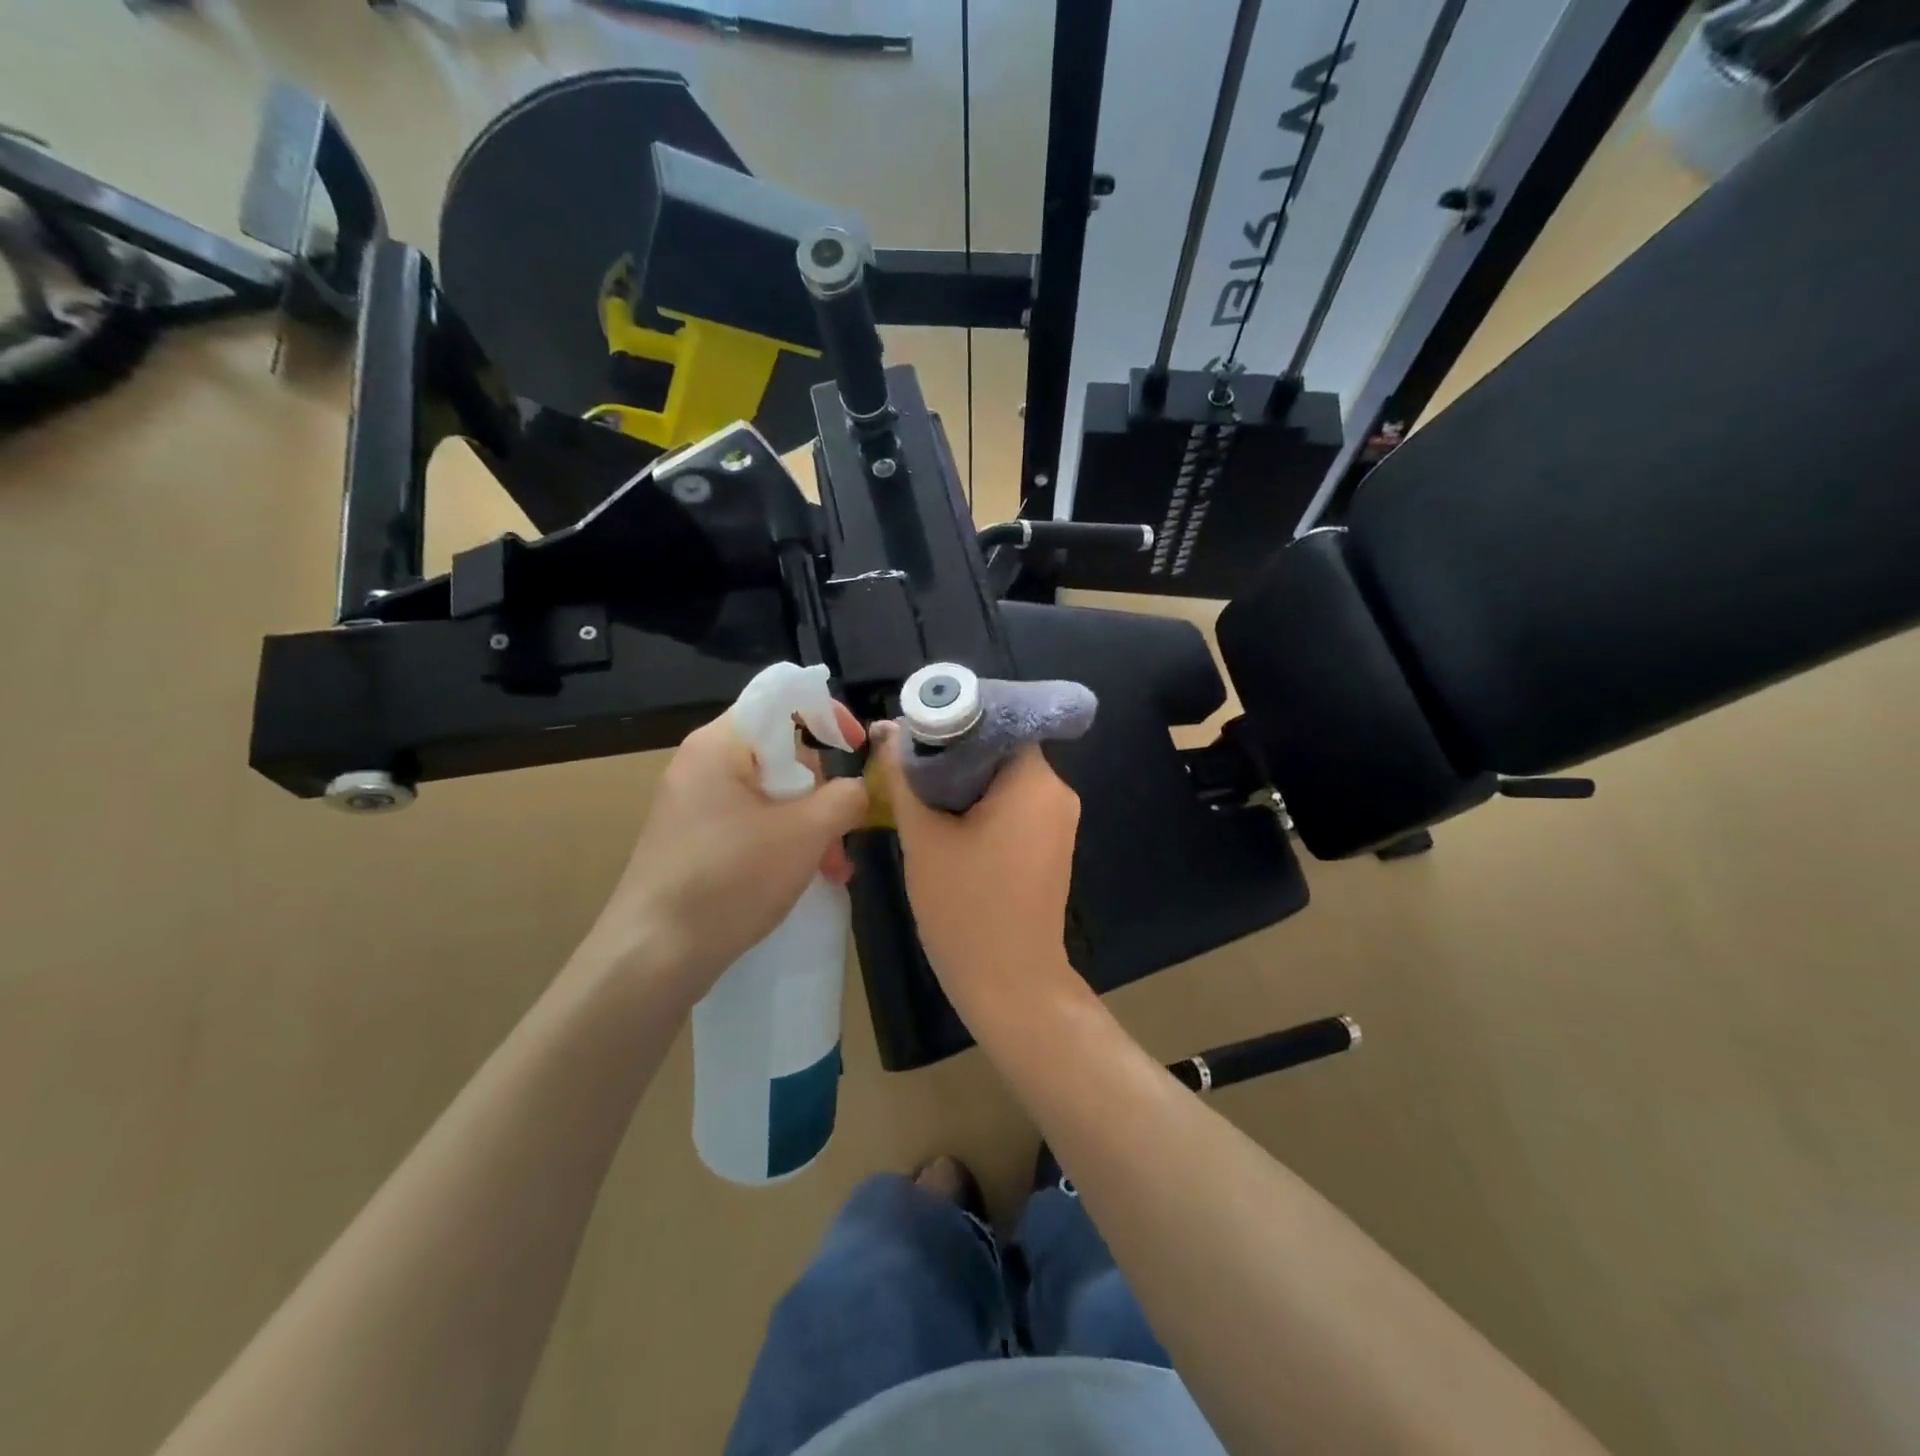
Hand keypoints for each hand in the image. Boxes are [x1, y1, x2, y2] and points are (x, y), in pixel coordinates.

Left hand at [586, 705, 868, 998]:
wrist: (652, 956)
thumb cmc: (731, 880)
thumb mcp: (805, 834)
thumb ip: (845, 798)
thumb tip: (858, 789)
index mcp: (720, 744)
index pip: (780, 698)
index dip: (826, 713)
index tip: (857, 748)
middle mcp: (702, 763)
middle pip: (780, 752)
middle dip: (821, 791)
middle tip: (841, 833)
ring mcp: (694, 804)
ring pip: (770, 794)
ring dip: (809, 825)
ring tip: (832, 869)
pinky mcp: (693, 839)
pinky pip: (751, 822)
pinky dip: (783, 842)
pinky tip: (804, 877)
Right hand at [875, 725, 1080, 1011]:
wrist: (1011, 985)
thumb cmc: (967, 909)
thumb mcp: (924, 838)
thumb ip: (904, 778)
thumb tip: (887, 731)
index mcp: (1035, 782)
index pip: (996, 721)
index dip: (952, 720)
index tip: (912, 732)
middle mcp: (1057, 793)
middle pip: (1000, 750)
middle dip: (952, 753)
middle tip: (905, 764)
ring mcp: (1057, 822)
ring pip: (1004, 780)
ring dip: (962, 782)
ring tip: (916, 792)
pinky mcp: (1049, 846)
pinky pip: (1013, 807)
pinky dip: (979, 806)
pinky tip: (944, 821)